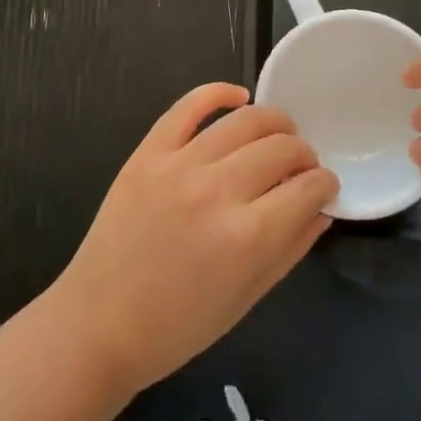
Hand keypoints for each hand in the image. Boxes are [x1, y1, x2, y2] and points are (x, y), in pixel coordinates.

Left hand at [44, 84, 337, 395]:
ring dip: (275, 123)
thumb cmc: (176, 327)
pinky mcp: (148, 153)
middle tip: (301, 168)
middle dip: (305, 155)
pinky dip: (218, 93)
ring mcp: (179, 165)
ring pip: (245, 120)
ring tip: (279, 135)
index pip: (308, 188)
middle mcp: (218, 191)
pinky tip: (238, 97)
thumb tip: (322, 209)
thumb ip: (290, 249)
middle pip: (282, 148)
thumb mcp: (246, 299)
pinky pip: (188, 106)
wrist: (95, 326)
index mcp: (247, 237)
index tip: (324, 187)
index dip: (326, 184)